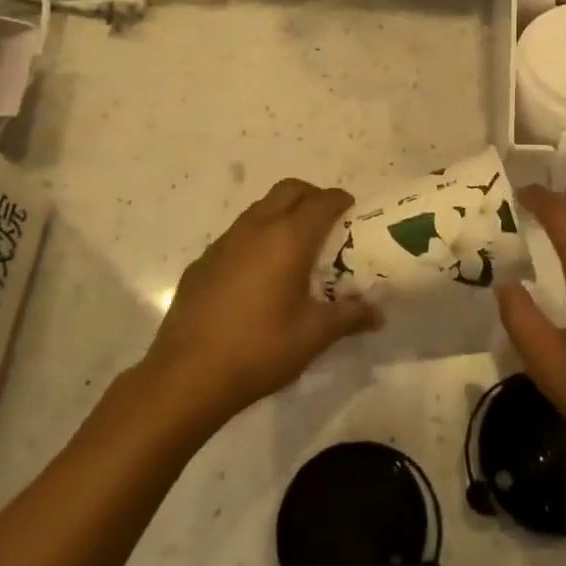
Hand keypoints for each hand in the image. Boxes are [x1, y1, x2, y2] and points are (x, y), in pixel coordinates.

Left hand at [142, 179, 380, 428]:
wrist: (187, 375)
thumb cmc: (260, 349)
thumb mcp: (314, 336)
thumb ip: (349, 317)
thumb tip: (378, 314)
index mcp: (289, 238)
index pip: (321, 202)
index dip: (340, 200)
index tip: (352, 210)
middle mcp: (257, 228)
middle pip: (288, 190)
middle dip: (311, 196)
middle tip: (326, 220)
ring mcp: (224, 242)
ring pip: (260, 208)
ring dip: (281, 213)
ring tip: (294, 246)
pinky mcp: (202, 261)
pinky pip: (237, 234)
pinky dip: (256, 238)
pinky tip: (258, 275)